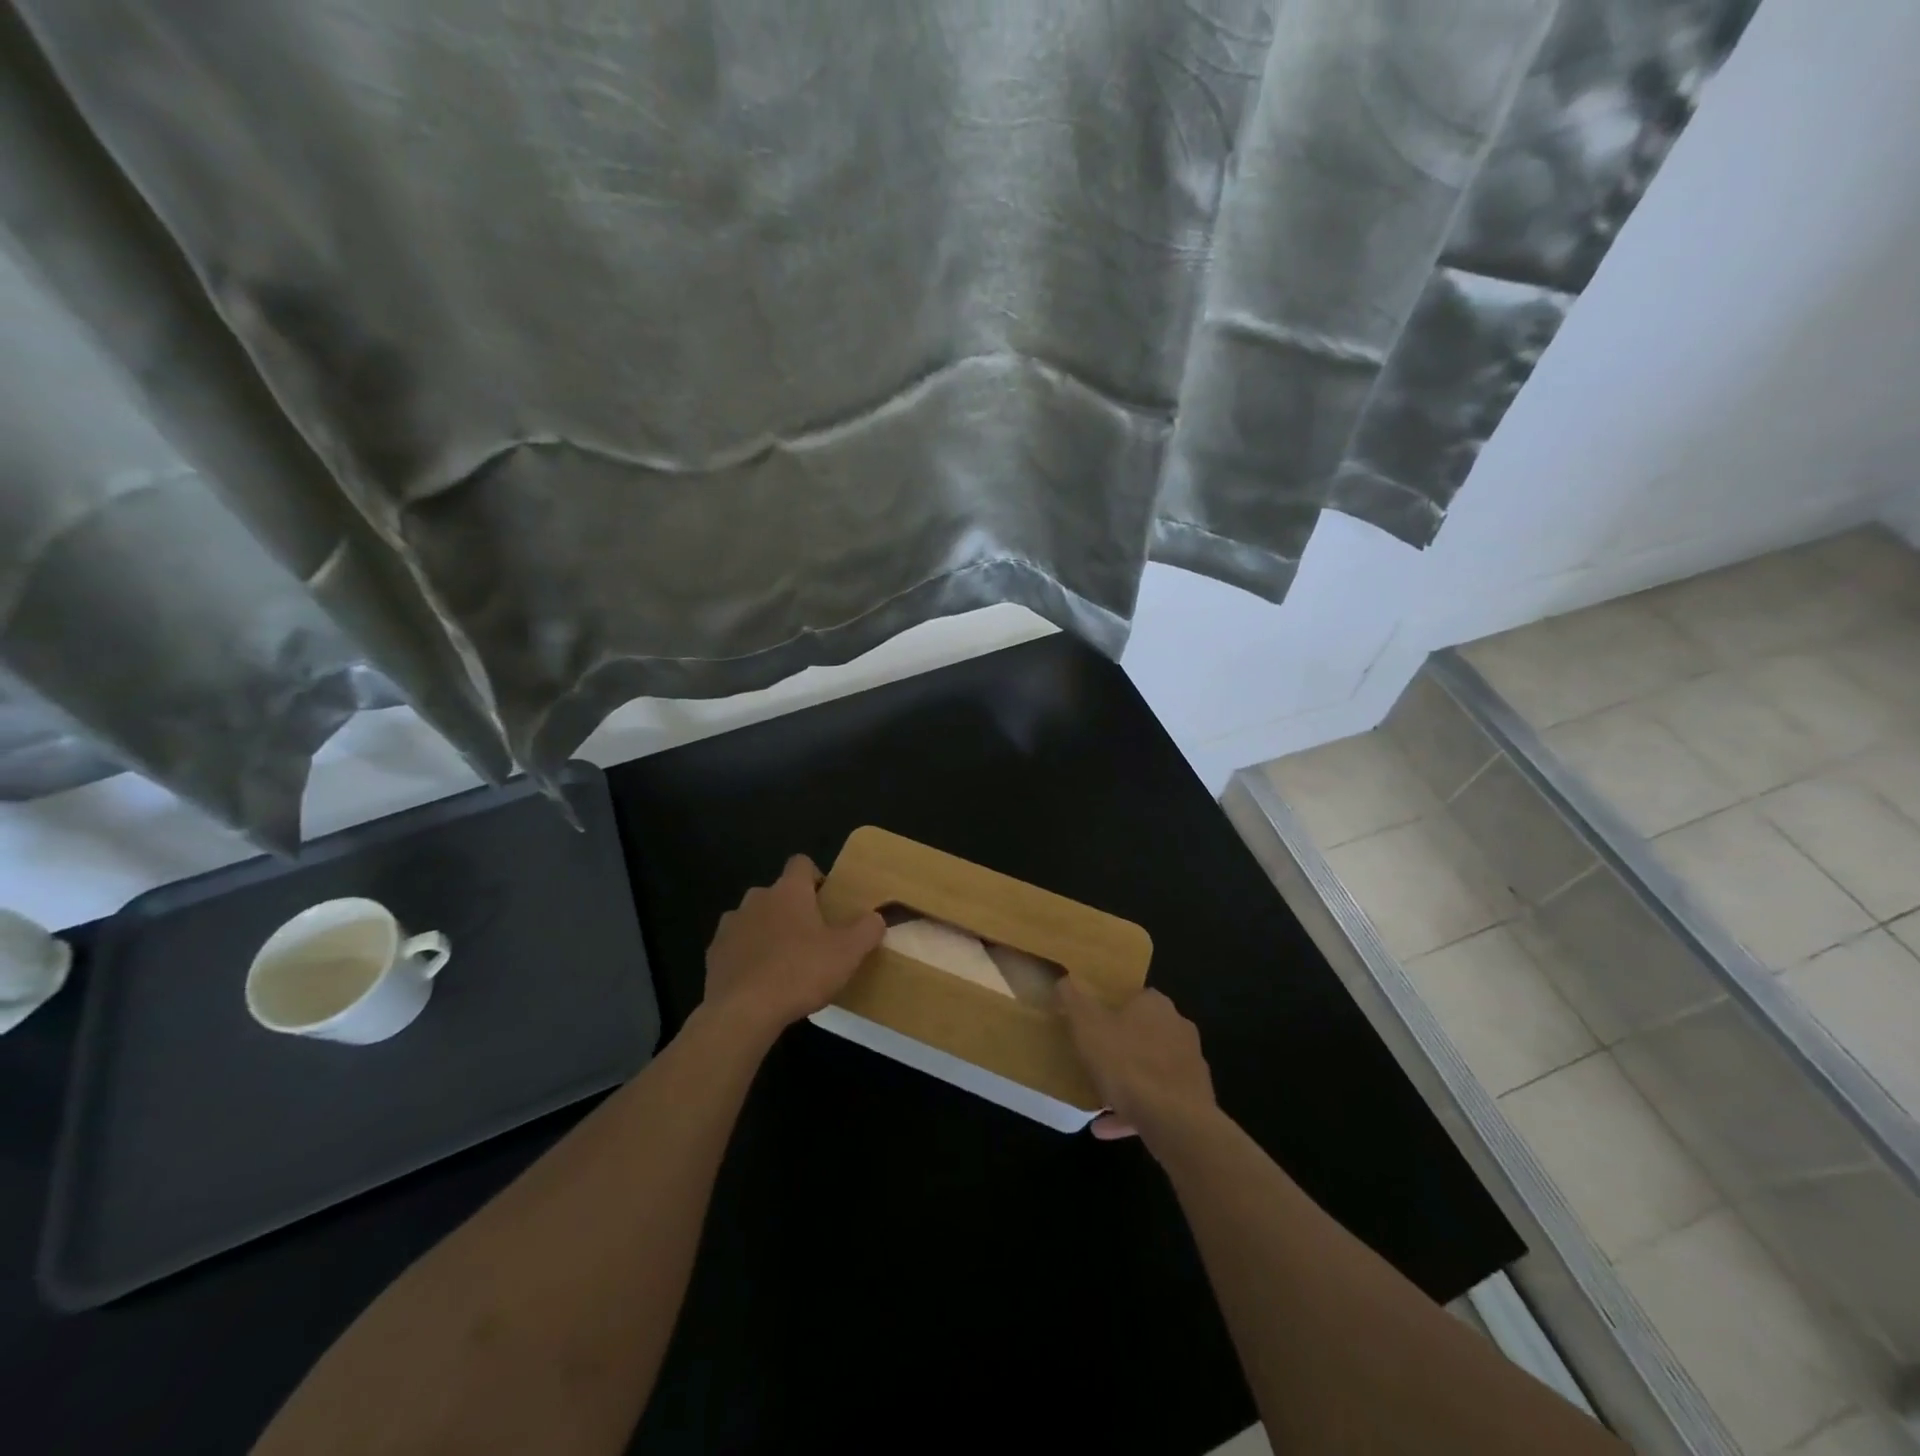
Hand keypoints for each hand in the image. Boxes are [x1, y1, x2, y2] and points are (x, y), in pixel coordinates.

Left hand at [703, 855, 884, 1035]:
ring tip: (784, 962)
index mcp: (789, 891)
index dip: (815, 877)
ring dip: (767, 932)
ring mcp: (730, 925)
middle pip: (777, 893)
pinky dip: (747, 956)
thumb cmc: (800, 972)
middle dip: (792, 909)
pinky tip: (759, 981)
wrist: (742, 1011)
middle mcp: (756, 898)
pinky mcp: (713, 954)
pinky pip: (735, 946)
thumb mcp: (848, 953)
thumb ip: (867, 929)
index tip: (826, 901)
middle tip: (811, 937)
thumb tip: (876, 917)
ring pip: (754, 918)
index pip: (801, 863)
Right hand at [1057, 981, 1215, 1140]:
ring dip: (1124, 1082)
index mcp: (1156, 1005)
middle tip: (1092, 1057)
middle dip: (1119, 1045)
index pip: (1133, 996)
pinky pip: (1156, 1101)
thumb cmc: (1128, 1064)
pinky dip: (1132, 1111)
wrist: (1177, 1122)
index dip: (1110, 1006)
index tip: (1090, 1021)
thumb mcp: (1087, 1026)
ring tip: (1095, 1097)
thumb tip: (1063, 979)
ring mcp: (1188, 1067)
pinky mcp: (1192, 1101)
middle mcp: (1178, 1029)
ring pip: (1149, 1069)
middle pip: (1142, 1033)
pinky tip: (1104, 1127)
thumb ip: (1073, 1001)